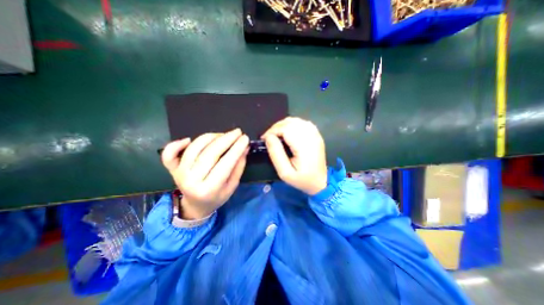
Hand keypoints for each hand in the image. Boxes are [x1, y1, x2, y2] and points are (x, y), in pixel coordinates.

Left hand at [159, 127, 248, 218]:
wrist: (196, 206)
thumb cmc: (217, 197)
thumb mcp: (233, 185)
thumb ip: (239, 166)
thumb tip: (244, 148)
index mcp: (210, 189)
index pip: (226, 163)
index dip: (236, 149)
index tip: (245, 138)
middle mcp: (192, 180)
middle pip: (210, 153)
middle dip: (226, 139)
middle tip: (238, 132)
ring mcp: (179, 173)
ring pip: (194, 148)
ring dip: (211, 137)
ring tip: (223, 135)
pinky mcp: (172, 169)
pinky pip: (169, 153)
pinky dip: (176, 143)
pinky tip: (188, 139)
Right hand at [262, 116, 326, 195]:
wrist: (320, 181)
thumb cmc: (302, 179)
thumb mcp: (285, 172)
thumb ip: (276, 154)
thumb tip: (268, 137)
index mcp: (304, 146)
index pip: (285, 129)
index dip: (272, 131)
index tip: (264, 139)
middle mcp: (311, 136)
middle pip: (290, 122)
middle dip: (276, 127)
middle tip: (269, 137)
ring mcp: (315, 134)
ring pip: (295, 120)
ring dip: (283, 125)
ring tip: (276, 135)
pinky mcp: (316, 134)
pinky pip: (302, 123)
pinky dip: (292, 124)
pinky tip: (287, 132)